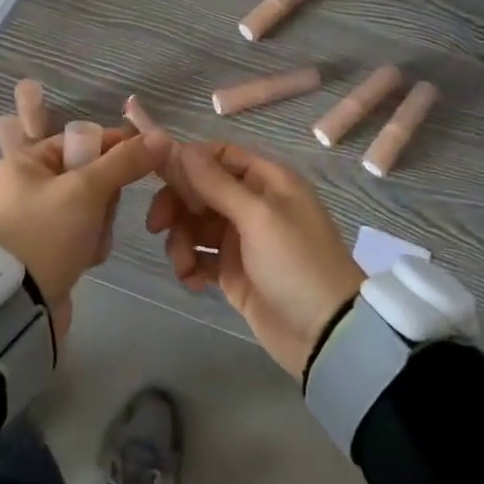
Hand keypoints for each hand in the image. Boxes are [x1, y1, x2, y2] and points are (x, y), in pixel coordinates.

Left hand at [0, 111, 167, 340]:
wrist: (19, 305)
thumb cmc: (47, 233)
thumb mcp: (87, 190)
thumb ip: (124, 161)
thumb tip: (161, 137)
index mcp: (26, 161)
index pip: (81, 139)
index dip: (115, 146)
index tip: (146, 157)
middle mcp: (27, 183)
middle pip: (88, 174)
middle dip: (104, 196)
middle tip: (102, 213)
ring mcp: (36, 216)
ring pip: (89, 205)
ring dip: (99, 223)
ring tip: (91, 242)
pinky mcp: (46, 245)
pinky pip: (81, 231)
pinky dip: (90, 242)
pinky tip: (86, 258)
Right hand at [146, 142, 363, 377]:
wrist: (326, 336)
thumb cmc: (297, 263)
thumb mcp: (257, 217)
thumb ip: (215, 183)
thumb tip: (179, 147)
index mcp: (267, 180)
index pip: (219, 155)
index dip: (188, 162)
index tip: (157, 174)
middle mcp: (253, 203)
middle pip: (201, 189)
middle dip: (176, 205)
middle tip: (156, 225)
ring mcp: (242, 239)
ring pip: (195, 224)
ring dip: (181, 240)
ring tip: (183, 265)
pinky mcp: (233, 271)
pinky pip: (200, 256)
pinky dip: (189, 265)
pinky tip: (192, 281)